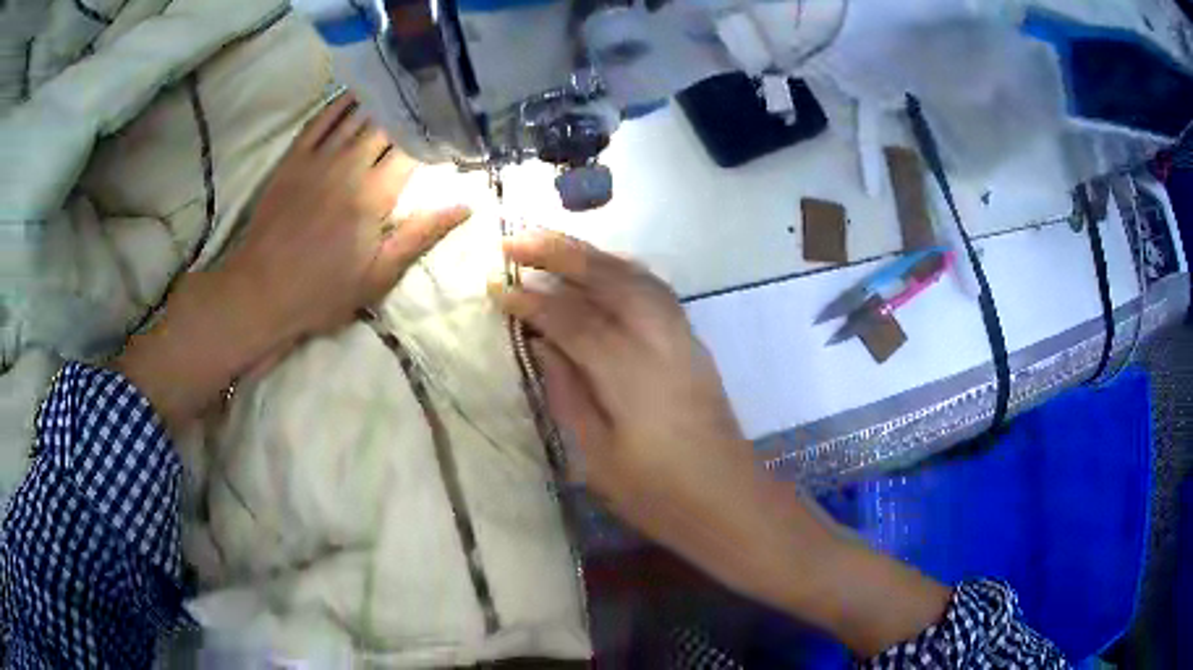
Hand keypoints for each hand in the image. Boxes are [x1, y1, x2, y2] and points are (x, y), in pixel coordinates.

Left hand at [222, 93, 470, 342]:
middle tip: (430, 99)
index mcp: (375, 195)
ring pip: (356, 116)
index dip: (434, 135)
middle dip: (410, 113)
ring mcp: (318, 158)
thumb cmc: (322, 291)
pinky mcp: (293, 159)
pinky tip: (356, 91)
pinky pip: (320, 120)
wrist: (261, 291)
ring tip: (403, 85)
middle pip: (387, 126)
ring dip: (381, 100)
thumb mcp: (378, 276)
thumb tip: (466, 206)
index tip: (450, 126)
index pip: (413, 150)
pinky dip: (339, 103)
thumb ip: (420, 236)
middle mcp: (350, 166)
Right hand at [491, 230, 949, 656]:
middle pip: (609, 278)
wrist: (728, 500)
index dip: (530, 300)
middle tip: (515, 240)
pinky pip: (654, 289)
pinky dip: (622, 269)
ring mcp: (682, 337)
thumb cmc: (658, 495)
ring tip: (549, 244)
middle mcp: (660, 342)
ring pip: (635, 276)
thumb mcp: (597, 457)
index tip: (494, 286)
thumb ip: (567, 393)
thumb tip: (540, 344)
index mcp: (630, 377)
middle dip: (559, 251)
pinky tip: (600, 270)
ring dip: (591, 253)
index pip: (571, 320)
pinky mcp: (693, 342)